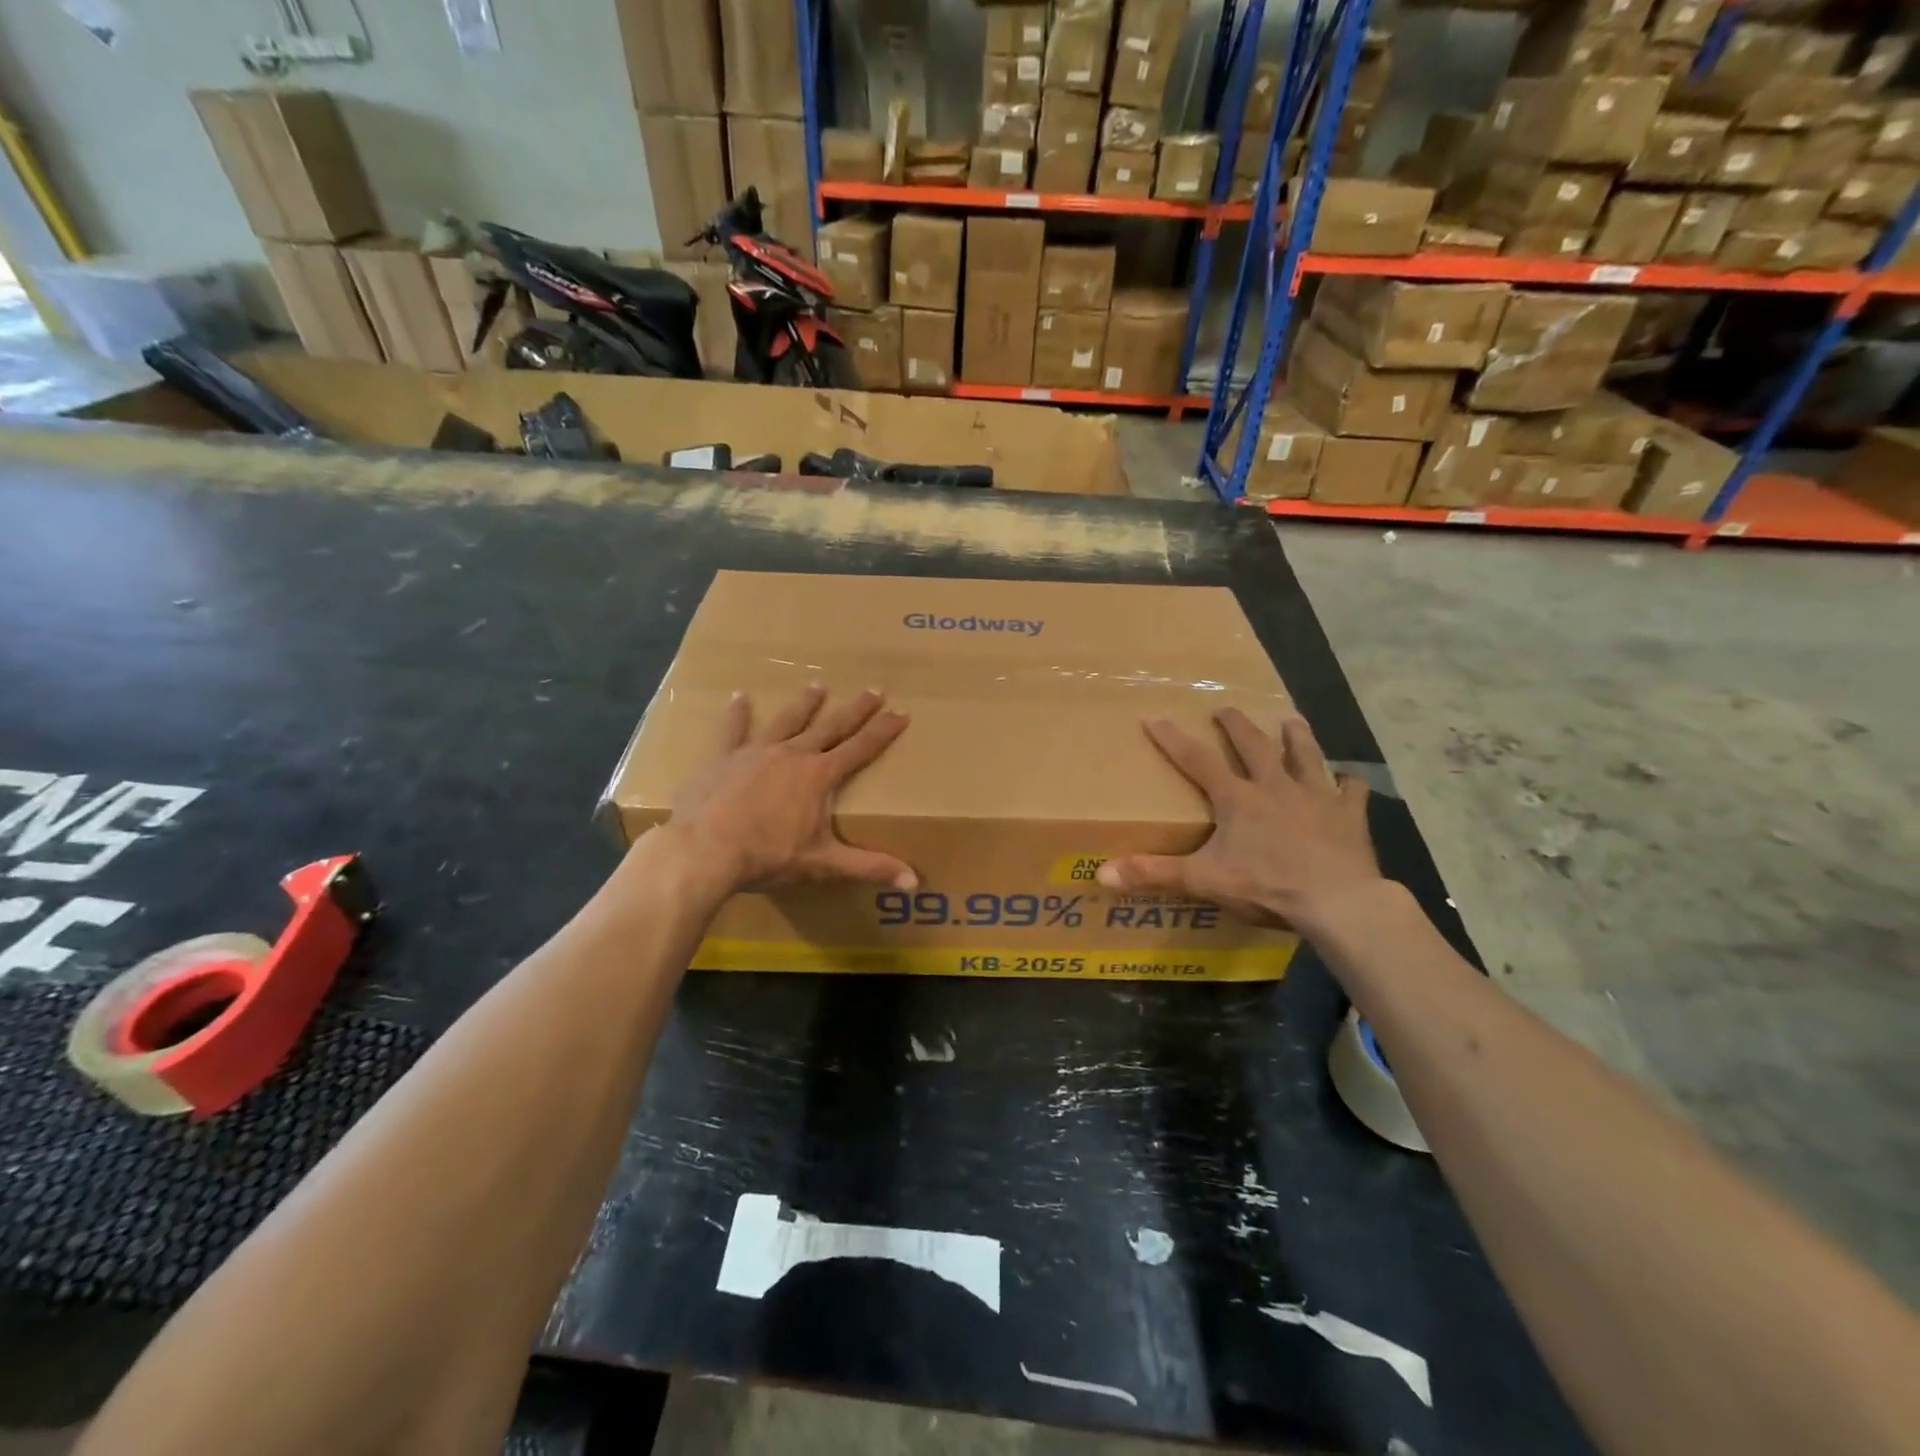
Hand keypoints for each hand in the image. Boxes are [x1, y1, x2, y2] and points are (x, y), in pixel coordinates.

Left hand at [660, 686, 916, 896]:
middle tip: (874, 689)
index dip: (883, 731)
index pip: (860, 749)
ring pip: (787, 721)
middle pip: (830, 727)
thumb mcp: (823, 863)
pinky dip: (737, 713)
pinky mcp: (723, 758)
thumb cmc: (766, 856)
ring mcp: (756, 752)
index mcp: (819, 776)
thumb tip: (913, 882)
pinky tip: (739, 696)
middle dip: (855, 710)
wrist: (704, 850)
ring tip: (818, 685)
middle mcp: (792, 755)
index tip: (901, 712)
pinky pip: (733, 730)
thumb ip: (869, 867)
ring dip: (805, 704)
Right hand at [1097, 710, 1382, 932]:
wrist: (1338, 901)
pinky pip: (1351, 792)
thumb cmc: (1267, 886)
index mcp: (1238, 799)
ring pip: (1306, 755)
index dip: (1174, 740)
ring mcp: (1316, 797)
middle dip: (1237, 725)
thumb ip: (1154, 873)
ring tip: (1290, 719)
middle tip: (1226, 709)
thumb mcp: (1203, 880)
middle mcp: (1275, 786)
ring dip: (1296, 736)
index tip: (1157, 718)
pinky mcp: (1349, 815)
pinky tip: (1350, 779)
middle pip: (1254, 746)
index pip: (1197, 761)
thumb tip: (1100, 873)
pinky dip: (1349, 783)